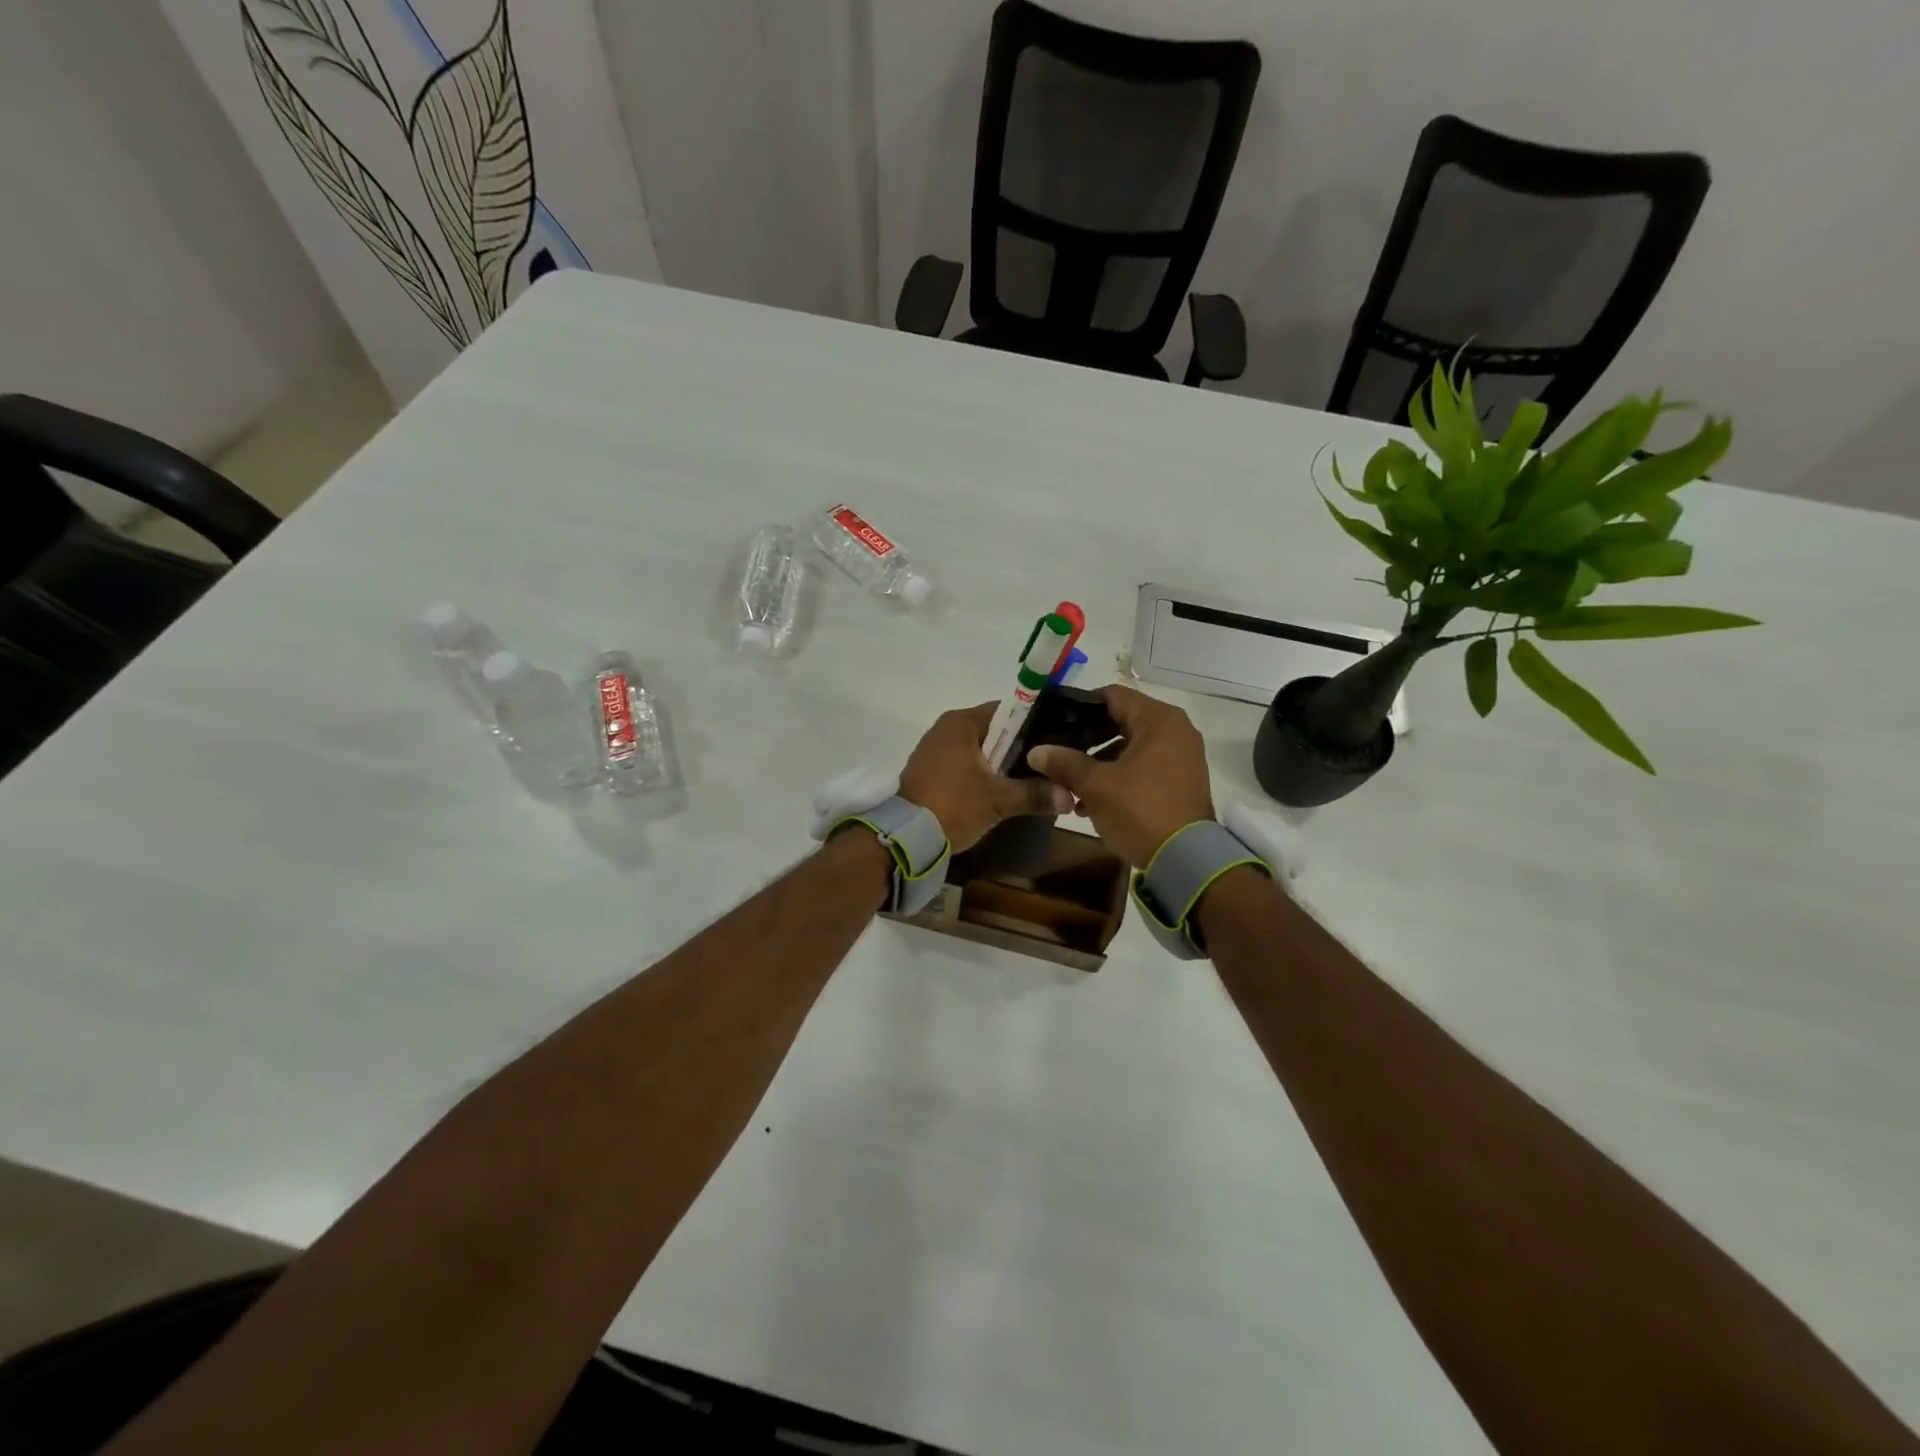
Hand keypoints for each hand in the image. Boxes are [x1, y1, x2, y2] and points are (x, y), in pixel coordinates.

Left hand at [899, 702, 1073, 851]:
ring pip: (979, 751)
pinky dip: (981, 775)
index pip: (1008, 711)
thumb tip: (1070, 796)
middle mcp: (946, 728)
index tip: (1055, 744)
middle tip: (1048, 767)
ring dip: (1000, 765)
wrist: (905, 838)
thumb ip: (1035, 794)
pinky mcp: (929, 771)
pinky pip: (964, 765)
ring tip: (1030, 781)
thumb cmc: (953, 805)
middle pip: (994, 732)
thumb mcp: (998, 800)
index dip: (1034, 726)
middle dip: (1019, 750)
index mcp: (961, 722)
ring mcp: (934, 750)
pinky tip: (999, 792)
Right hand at [1027, 684, 1213, 866]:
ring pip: (1131, 747)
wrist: (1186, 860)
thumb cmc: (1141, 810)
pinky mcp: (1181, 780)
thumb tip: (1036, 751)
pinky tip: (1092, 799)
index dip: (1080, 706)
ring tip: (1070, 782)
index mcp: (1159, 720)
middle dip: (1088, 738)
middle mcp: (1175, 730)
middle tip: (1058, 751)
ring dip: (1101, 761)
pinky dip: (1120, 776)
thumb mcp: (1096, 786)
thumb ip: (1064, 763)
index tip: (1054, 721)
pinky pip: (1144, 766)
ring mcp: (1182, 756)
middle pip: (1122, 721)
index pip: (1112, 695)